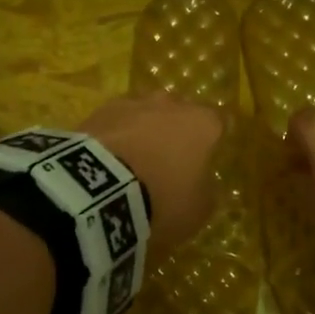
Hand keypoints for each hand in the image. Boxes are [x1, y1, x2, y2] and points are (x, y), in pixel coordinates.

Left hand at [78, 93, 222, 257]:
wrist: (99, 190)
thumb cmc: (162, 199)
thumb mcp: (197, 210)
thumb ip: (205, 190)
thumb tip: (201, 182)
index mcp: (201, 124)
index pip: (216, 124)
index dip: (211, 142)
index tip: (204, 162)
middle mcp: (170, 104)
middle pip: (178, 114)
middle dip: (175, 133)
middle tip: (167, 163)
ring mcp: (132, 103)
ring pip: (144, 114)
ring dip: (142, 132)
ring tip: (132, 163)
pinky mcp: (98, 111)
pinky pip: (115, 123)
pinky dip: (114, 137)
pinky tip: (107, 161)